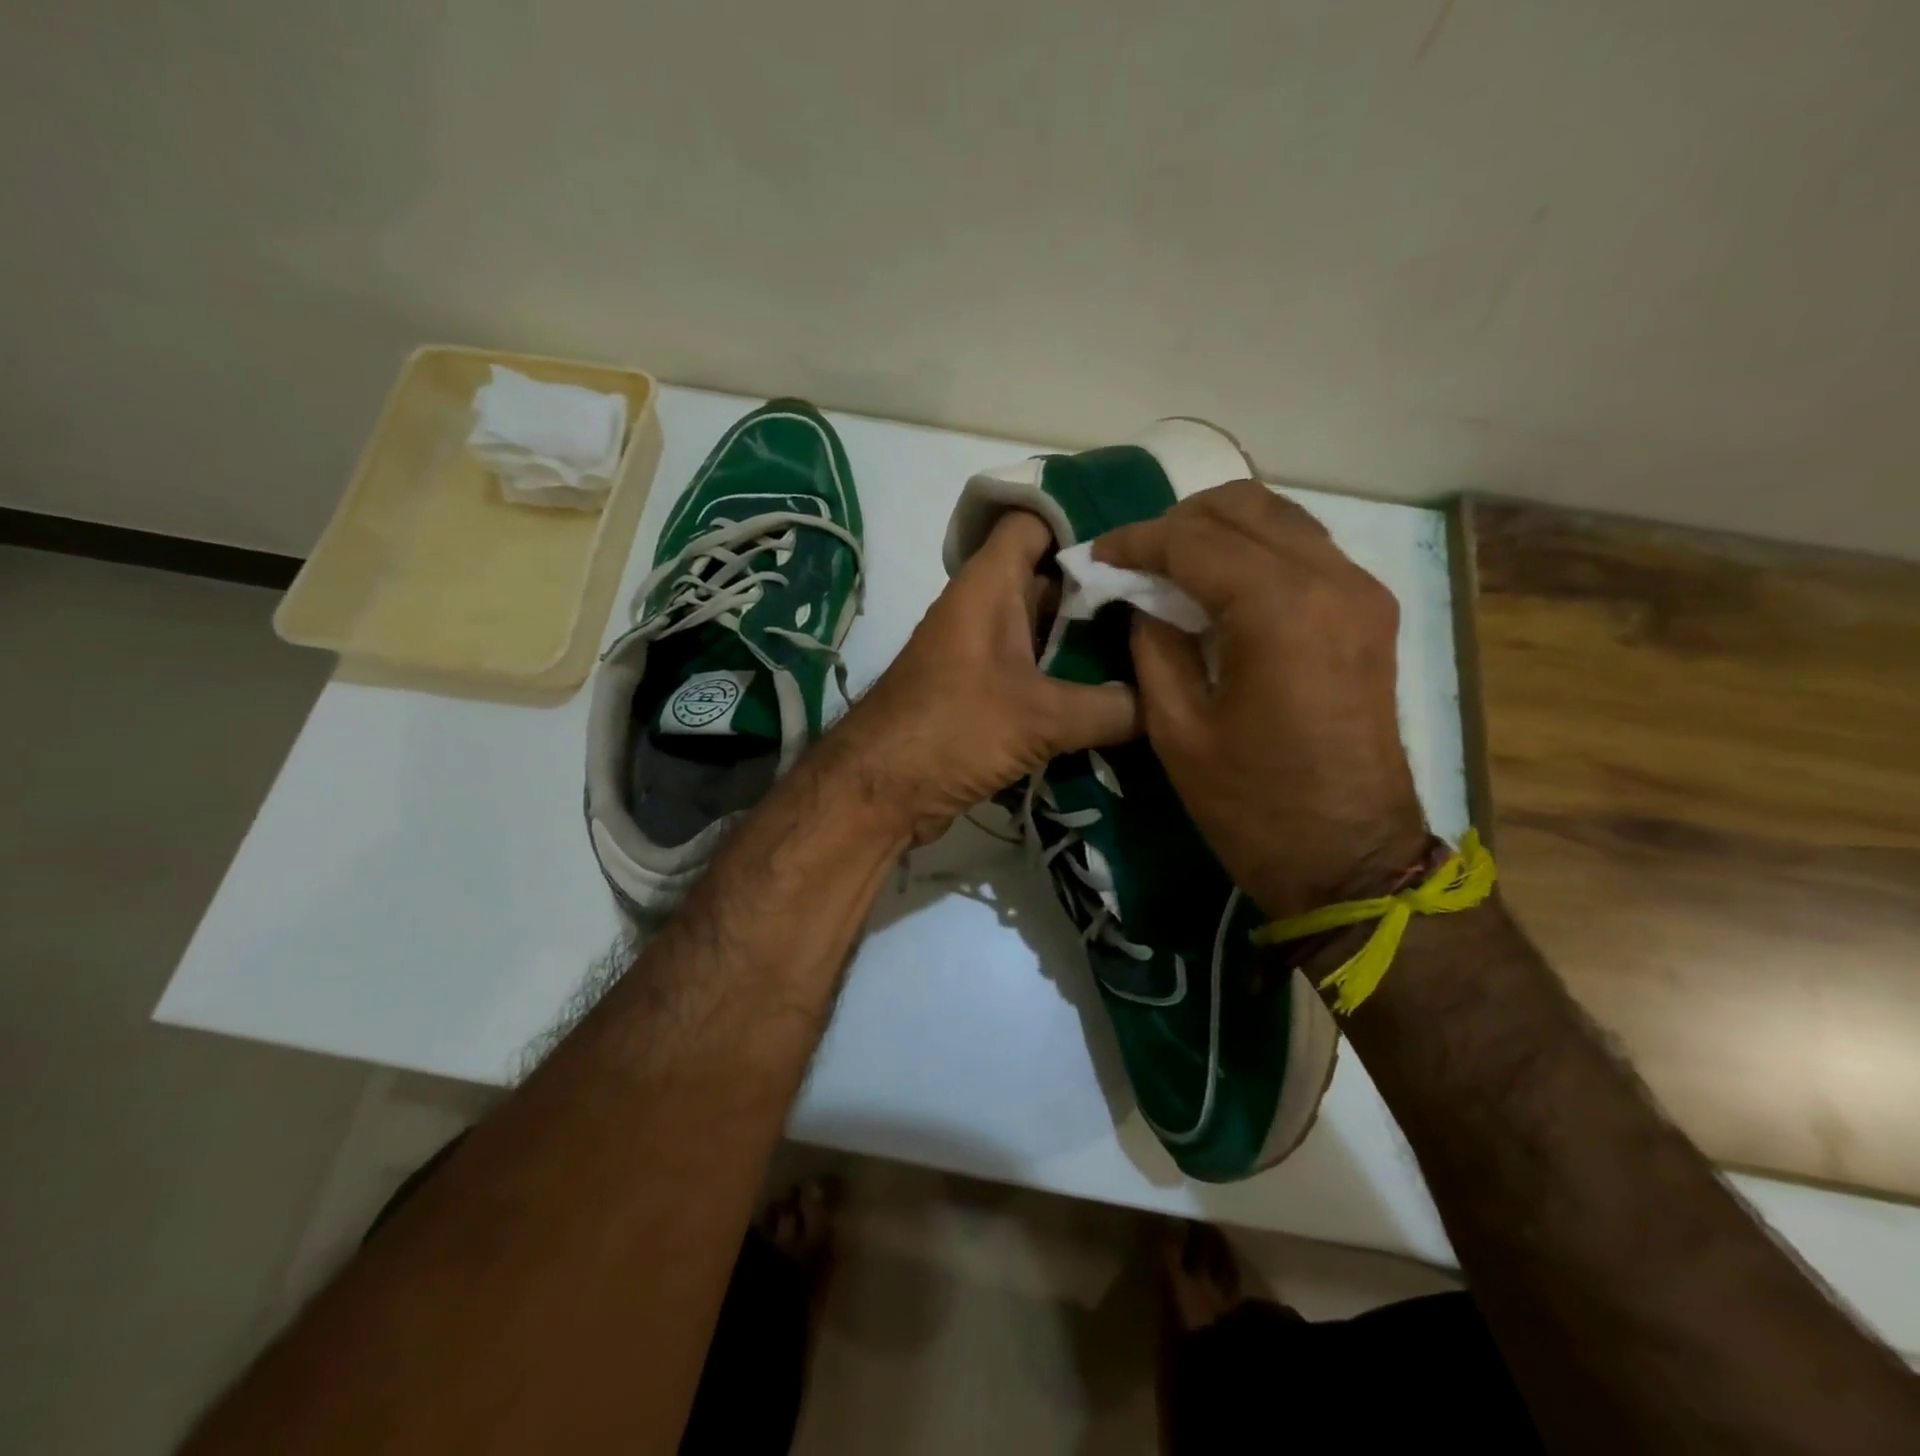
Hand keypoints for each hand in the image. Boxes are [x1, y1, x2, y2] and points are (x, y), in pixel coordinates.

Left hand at [830, 511, 1140, 844]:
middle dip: (1105, 586)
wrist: (879, 792)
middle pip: (1052, 578)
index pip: (1034, 521)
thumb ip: (1110, 707)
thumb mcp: (1039, 717)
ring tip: (1161, 642)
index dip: (1083, 517)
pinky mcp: (985, 694)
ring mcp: (984, 653)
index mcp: (988, 585)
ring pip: (1048, 629)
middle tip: (1172, 596)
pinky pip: (1038, 671)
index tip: (1142, 535)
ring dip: (1092, 638)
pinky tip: (1123, 693)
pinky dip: (1073, 678)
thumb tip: (1166, 705)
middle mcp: (985, 609)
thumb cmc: (951, 730)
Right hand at [1095, 481, 1428, 918]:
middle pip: (1245, 507)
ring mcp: (1360, 591)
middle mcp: (1331, 579)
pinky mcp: (1370, 612)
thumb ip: (1153, 646)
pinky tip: (1222, 584)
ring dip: (1220, 529)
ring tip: (1172, 564)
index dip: (1137, 540)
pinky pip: (1305, 550)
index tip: (1097, 554)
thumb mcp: (1177, 728)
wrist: (1350, 856)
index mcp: (1279, 609)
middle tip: (1135, 558)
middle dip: (1179, 521)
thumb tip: (1141, 600)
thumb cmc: (1253, 804)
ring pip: (1281, 518)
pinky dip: (1256, 550)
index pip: (1194, 540)